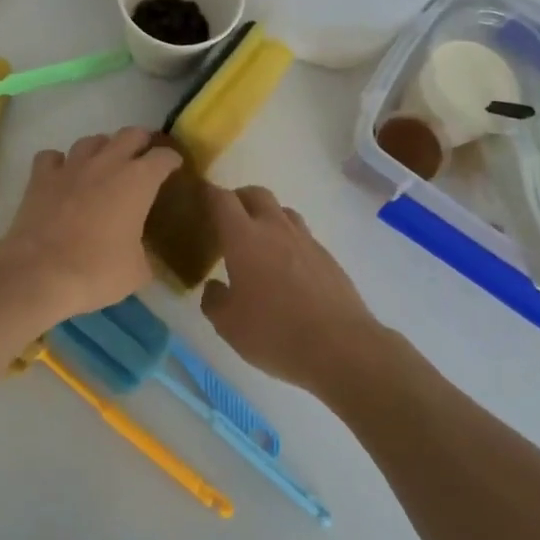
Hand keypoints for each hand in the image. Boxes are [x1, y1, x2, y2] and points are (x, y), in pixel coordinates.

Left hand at [0, 128, 181, 324]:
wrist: (40, 274)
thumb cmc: (98, 271)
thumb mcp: (137, 271)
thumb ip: (145, 255)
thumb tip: (142, 256)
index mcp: (138, 181)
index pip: (163, 157)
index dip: (171, 160)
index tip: (174, 166)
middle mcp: (107, 163)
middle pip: (129, 134)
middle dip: (140, 142)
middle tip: (143, 157)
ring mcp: (71, 166)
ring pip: (91, 141)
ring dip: (102, 148)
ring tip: (104, 164)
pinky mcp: (40, 177)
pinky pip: (52, 157)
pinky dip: (59, 163)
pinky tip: (62, 175)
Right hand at [201, 185, 386, 397]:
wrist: (340, 346)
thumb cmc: (274, 332)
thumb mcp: (228, 325)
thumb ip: (214, 300)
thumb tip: (214, 287)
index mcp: (244, 238)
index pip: (222, 200)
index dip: (208, 194)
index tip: (199, 197)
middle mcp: (275, 229)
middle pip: (256, 194)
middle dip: (238, 198)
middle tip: (227, 219)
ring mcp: (306, 241)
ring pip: (283, 212)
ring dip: (266, 217)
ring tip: (258, 242)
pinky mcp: (327, 257)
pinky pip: (302, 236)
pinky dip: (288, 241)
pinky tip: (286, 269)